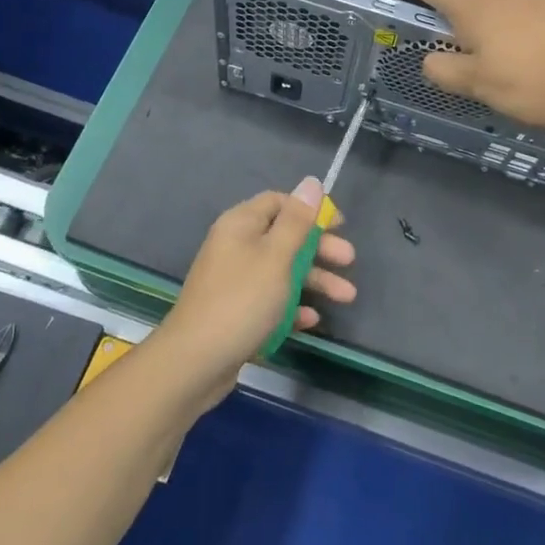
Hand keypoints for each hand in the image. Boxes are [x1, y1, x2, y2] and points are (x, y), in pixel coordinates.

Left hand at [154, 178, 356, 403]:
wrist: (195, 361)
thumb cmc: (242, 300)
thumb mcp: (276, 256)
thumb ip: (297, 221)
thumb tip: (311, 182)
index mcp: (241, 225)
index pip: (279, 203)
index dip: (310, 210)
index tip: (339, 225)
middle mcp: (236, 247)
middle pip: (285, 238)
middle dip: (320, 249)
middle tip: (349, 261)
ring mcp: (235, 281)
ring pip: (282, 272)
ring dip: (314, 281)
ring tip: (347, 297)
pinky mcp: (237, 312)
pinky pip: (271, 301)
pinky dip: (292, 307)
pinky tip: (312, 320)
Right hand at [396, 0, 544, 135]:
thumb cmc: (529, 85)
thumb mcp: (477, 86)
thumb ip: (444, 70)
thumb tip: (430, 60)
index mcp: (473, 4)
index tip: (404, 1)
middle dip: (463, 25)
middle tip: (477, 62)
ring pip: (503, 6)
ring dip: (499, 28)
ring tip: (518, 65)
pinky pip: (534, 12)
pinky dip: (529, 29)